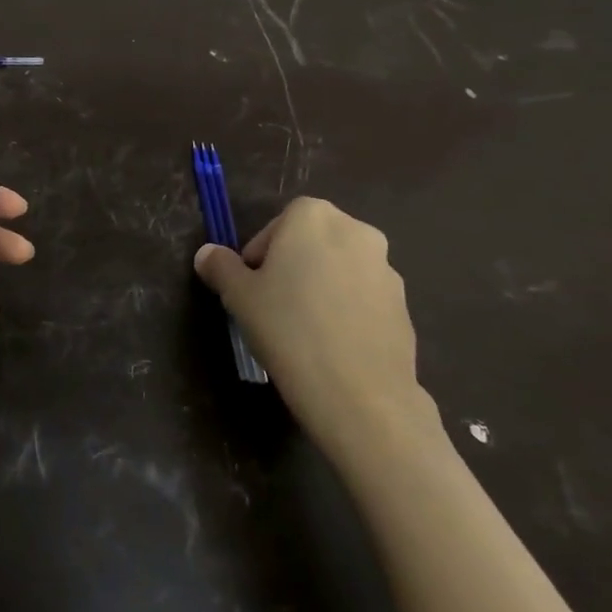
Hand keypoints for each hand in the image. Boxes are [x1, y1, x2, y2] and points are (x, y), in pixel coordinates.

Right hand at [194, 197, 436, 457]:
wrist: (360, 394)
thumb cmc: (288, 328)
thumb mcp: (238, 296)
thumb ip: (220, 267)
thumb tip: (207, 253)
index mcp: (313, 217)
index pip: (278, 224)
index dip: (260, 254)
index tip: (251, 286)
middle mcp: (356, 232)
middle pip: (312, 242)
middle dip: (292, 266)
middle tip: (272, 304)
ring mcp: (387, 269)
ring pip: (339, 270)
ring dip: (321, 288)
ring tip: (303, 330)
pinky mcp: (404, 306)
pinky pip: (363, 299)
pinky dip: (346, 311)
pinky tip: (331, 346)